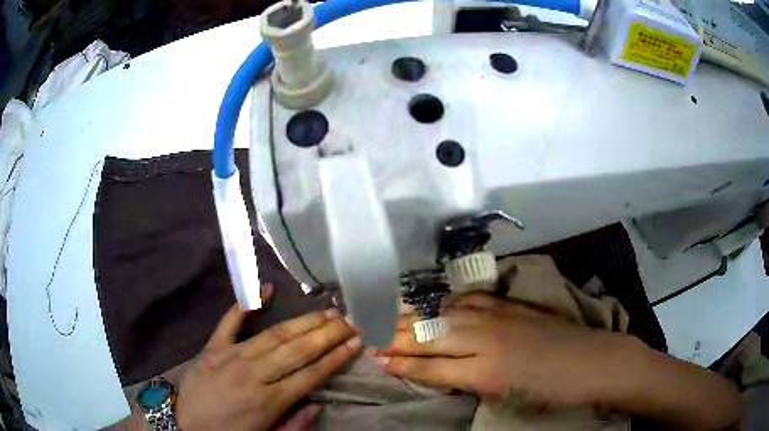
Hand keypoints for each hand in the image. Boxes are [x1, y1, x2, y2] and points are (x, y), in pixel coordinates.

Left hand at [175, 288, 361, 430]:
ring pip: (274, 334)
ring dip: (303, 322)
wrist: (184, 424)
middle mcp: (254, 374)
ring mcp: (231, 356)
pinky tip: (267, 289)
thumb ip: (295, 424)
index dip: (336, 357)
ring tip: (327, 312)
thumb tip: (318, 403)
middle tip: (349, 320)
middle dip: (327, 334)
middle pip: (298, 350)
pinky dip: (247, 303)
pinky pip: (230, 321)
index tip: (356, 342)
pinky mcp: (213, 346)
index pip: (311, 374)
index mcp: (270, 401)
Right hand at [379, 292, 629, 408]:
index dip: (400, 364)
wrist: (588, 361)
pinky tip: (433, 303)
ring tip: (389, 315)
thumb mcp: (503, 396)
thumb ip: (467, 381)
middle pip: (429, 337)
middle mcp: (482, 339)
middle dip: (395, 337)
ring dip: (414, 317)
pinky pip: (468, 300)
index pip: (428, 368)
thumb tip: (438, 372)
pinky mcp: (508, 304)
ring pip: (443, 315)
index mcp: (481, 372)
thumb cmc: (547, 390)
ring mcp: (496, 316)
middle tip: (369, 333)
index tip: (375, 358)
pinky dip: (445, 303)